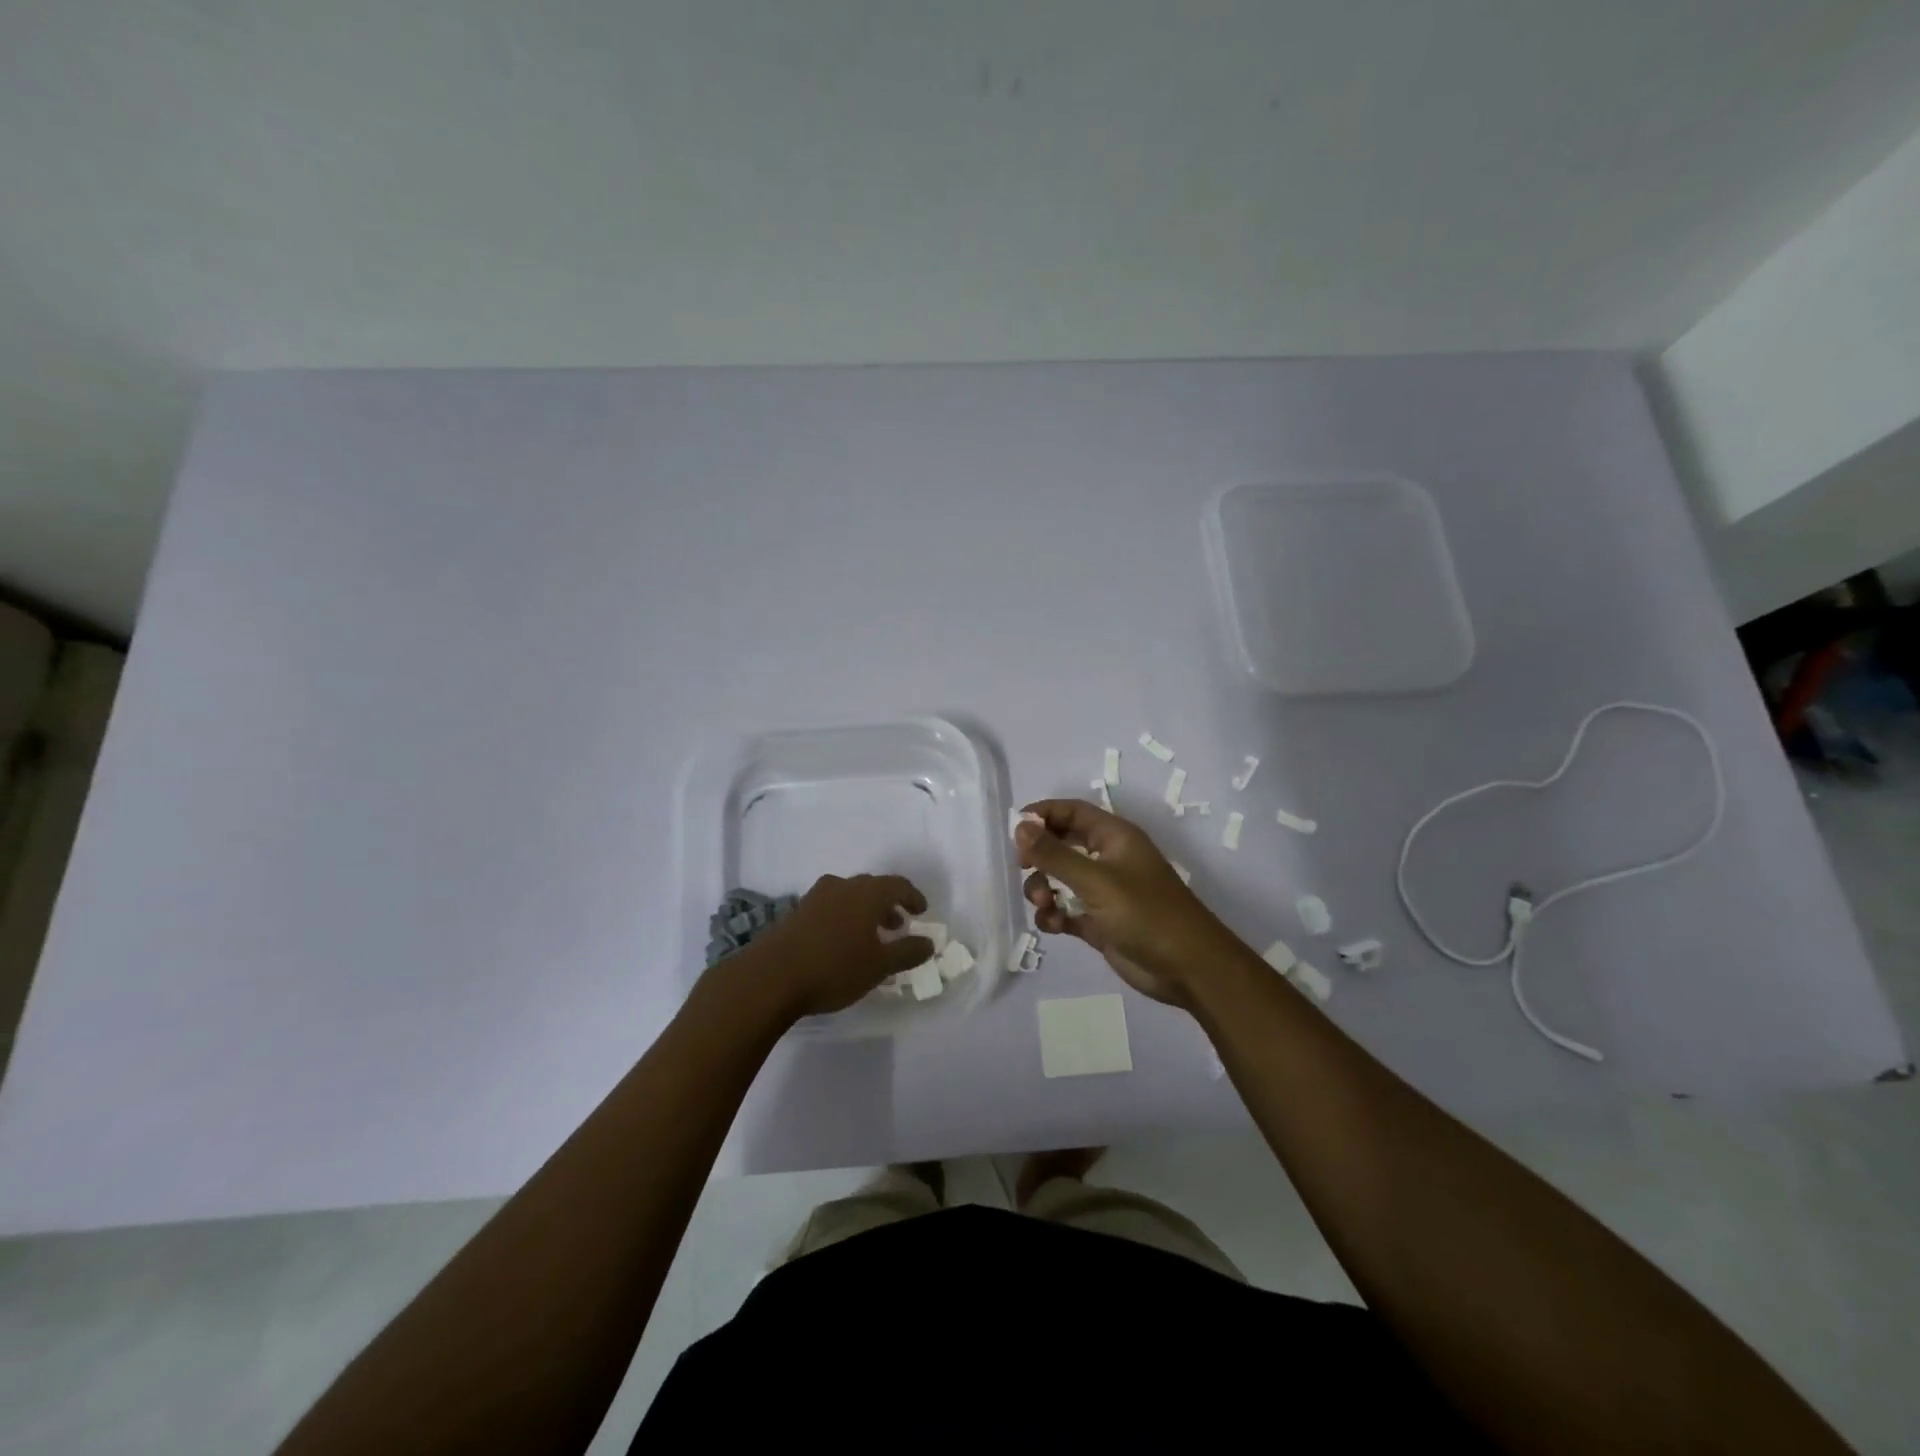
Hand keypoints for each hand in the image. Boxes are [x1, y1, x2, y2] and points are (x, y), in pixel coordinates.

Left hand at [723, 874, 934, 1020]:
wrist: (770, 977)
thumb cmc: (833, 968)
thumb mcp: (879, 966)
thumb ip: (907, 952)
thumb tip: (929, 943)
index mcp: (866, 893)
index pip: (898, 885)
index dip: (913, 897)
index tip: (922, 911)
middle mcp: (842, 886)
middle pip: (872, 888)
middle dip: (888, 905)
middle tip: (898, 925)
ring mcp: (815, 897)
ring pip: (849, 897)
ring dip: (865, 912)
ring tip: (871, 937)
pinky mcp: (796, 912)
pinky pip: (830, 908)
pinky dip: (844, 918)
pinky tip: (842, 944)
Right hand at [1016, 800, 1237, 1007]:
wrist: (1187, 969)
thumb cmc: (1146, 914)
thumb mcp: (1096, 880)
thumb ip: (1055, 855)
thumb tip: (1019, 826)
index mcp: (1114, 837)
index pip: (1072, 812)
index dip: (1043, 815)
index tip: (1015, 830)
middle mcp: (1108, 859)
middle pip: (1062, 844)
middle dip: (1040, 856)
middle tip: (1024, 868)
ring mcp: (1103, 893)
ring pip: (1060, 880)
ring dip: (1043, 888)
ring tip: (1045, 904)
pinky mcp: (1099, 923)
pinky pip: (1066, 910)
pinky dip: (1054, 915)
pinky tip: (1054, 925)